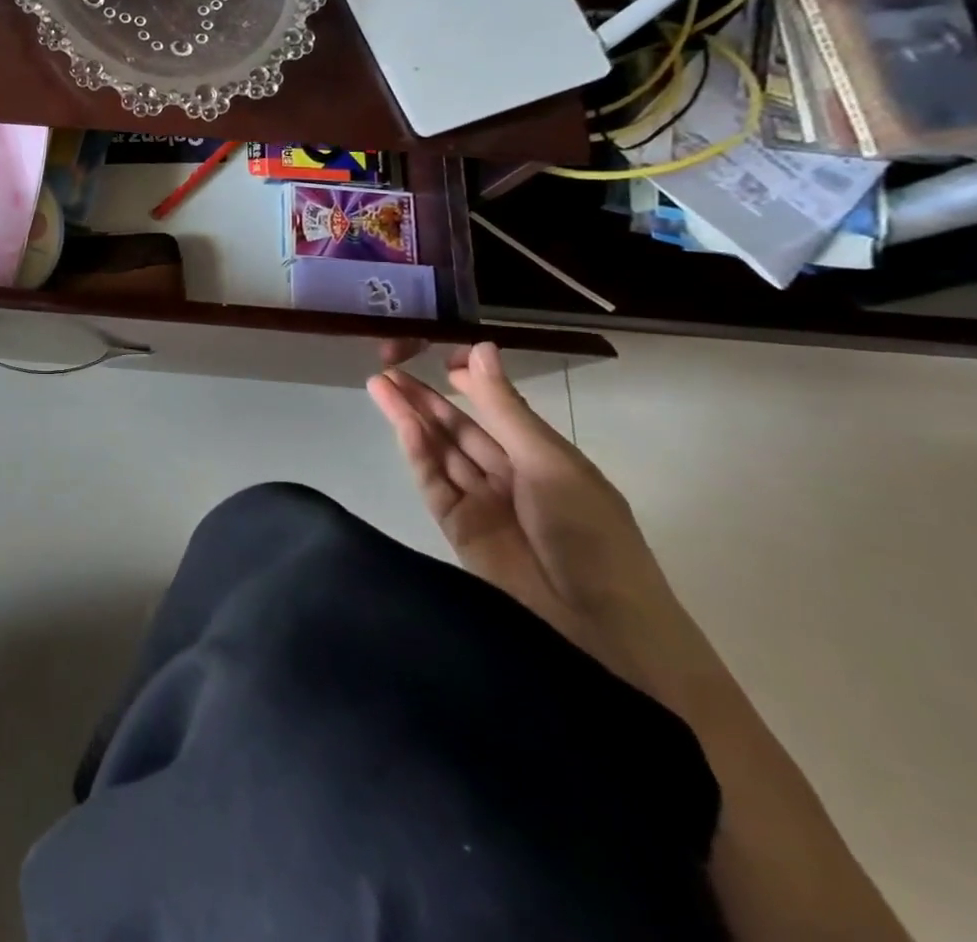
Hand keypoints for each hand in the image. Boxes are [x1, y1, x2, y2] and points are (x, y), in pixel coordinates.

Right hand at [368, 343, 685, 685]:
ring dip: (411, 418)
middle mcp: (510, 476)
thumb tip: (481, 349)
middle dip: (426, 398)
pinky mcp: (457, 528)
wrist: (597, 628)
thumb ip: (505, 408)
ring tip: (379, 384)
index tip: (440, 356)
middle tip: (387, 366)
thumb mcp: (549, 461)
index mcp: (544, 458)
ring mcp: (481, 503)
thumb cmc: (591, 534)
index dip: (469, 384)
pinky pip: (434, 482)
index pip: (498, 411)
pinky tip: (401, 424)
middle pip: (460, 429)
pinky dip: (417, 452)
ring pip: (440, 450)